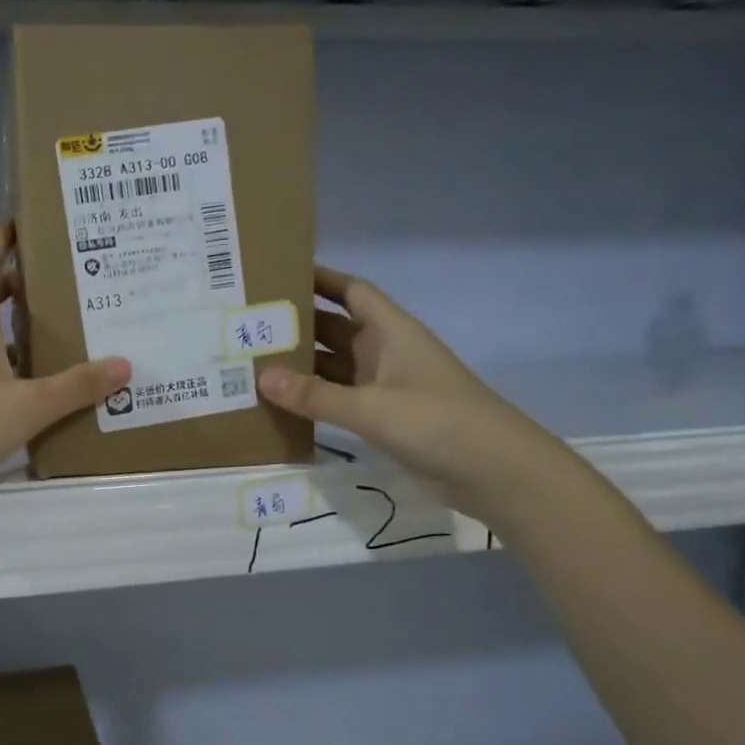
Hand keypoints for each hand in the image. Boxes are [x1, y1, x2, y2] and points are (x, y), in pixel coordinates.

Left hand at [0, 224, 130, 501]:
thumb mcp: (29, 405)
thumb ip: (75, 386)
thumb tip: (124, 364)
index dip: (2, 241)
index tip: (25, 221)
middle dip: (19, 281)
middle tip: (61, 274)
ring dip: (16, 324)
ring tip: (60, 322)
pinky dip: (12, 361)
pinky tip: (37, 379)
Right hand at [257, 265, 570, 518]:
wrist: (494, 471)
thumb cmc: (437, 422)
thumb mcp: (372, 407)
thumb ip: (316, 395)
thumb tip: (262, 377)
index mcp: (391, 332)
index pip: (353, 292)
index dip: (321, 279)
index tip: (280, 273)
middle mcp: (386, 352)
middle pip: (336, 329)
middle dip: (299, 326)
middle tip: (250, 325)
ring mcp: (386, 386)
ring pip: (336, 366)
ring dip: (303, 365)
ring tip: (255, 363)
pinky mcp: (385, 417)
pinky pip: (341, 398)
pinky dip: (316, 398)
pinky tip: (283, 404)